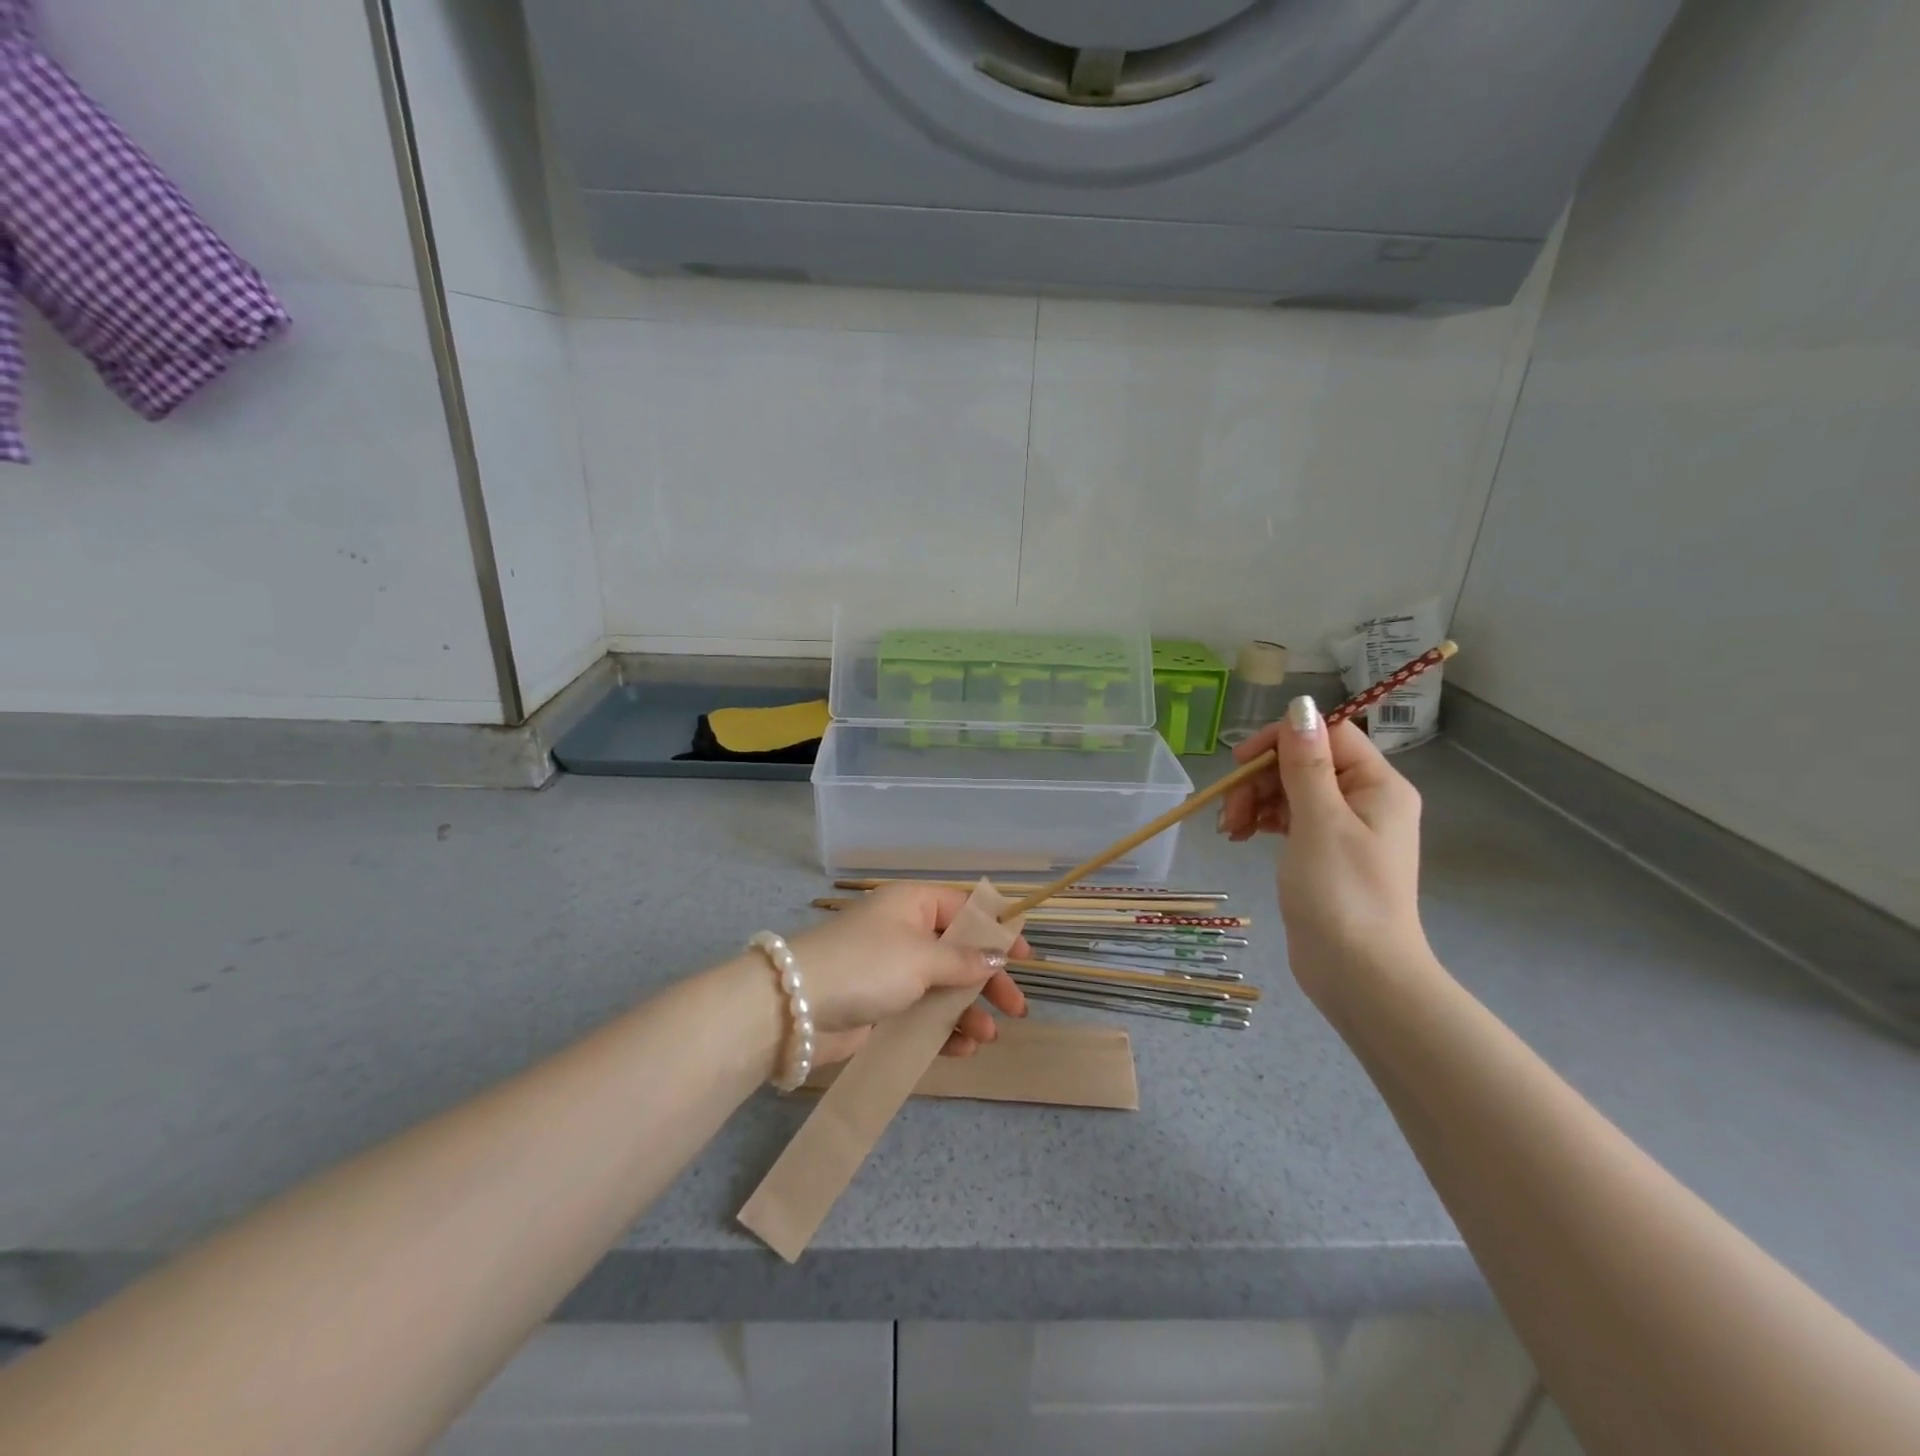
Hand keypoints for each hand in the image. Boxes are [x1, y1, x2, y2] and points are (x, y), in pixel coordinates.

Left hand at [783, 883, 1029, 1065]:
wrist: (794, 1008)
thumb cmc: (866, 965)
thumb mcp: (922, 957)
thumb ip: (963, 960)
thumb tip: (997, 957)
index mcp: (913, 904)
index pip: (965, 910)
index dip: (996, 932)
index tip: (1024, 958)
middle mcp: (905, 932)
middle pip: (958, 952)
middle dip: (986, 981)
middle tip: (1016, 1009)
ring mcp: (892, 971)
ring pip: (942, 987)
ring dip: (967, 1011)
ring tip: (986, 1037)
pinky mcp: (880, 1006)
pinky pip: (921, 1014)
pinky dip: (942, 1030)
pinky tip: (962, 1050)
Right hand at [1218, 696, 1427, 1006]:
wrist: (1359, 974)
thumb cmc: (1341, 893)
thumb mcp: (1320, 821)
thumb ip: (1306, 762)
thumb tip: (1300, 705)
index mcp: (1377, 785)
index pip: (1327, 735)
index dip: (1281, 739)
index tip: (1240, 760)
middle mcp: (1366, 800)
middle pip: (1304, 763)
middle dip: (1260, 778)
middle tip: (1229, 809)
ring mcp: (1345, 829)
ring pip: (1292, 791)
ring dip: (1256, 801)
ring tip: (1230, 829)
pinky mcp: (1325, 853)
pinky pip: (1290, 820)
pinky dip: (1263, 822)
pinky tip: (1240, 836)